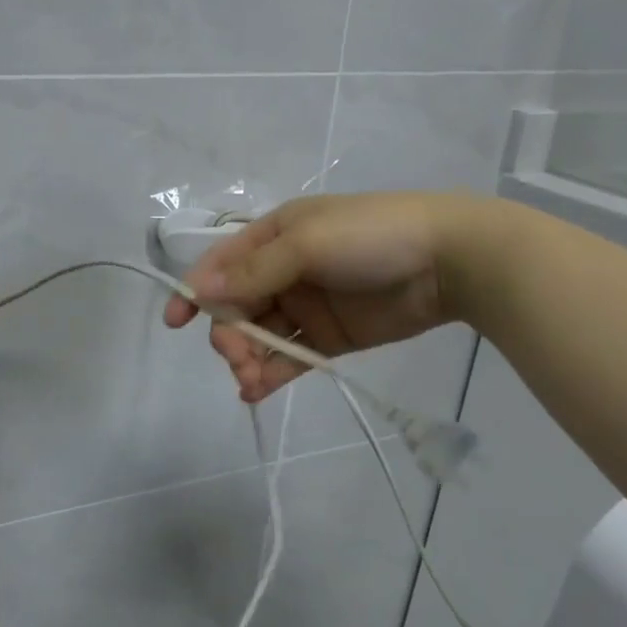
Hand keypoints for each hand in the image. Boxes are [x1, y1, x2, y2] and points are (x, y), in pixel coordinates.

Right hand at [162, 192, 494, 402]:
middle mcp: (284, 270)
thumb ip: (254, 271)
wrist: (450, 260)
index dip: (196, 291)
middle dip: (228, 333)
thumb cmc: (372, 237)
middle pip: (237, 305)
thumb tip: (200, 291)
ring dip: (247, 358)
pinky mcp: (330, 337)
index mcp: (274, 236)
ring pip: (260, 335)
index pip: (221, 264)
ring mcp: (307, 305)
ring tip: (249, 381)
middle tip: (236, 358)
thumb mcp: (307, 244)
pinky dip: (271, 373)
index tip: (177, 322)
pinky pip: (290, 356)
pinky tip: (257, 390)